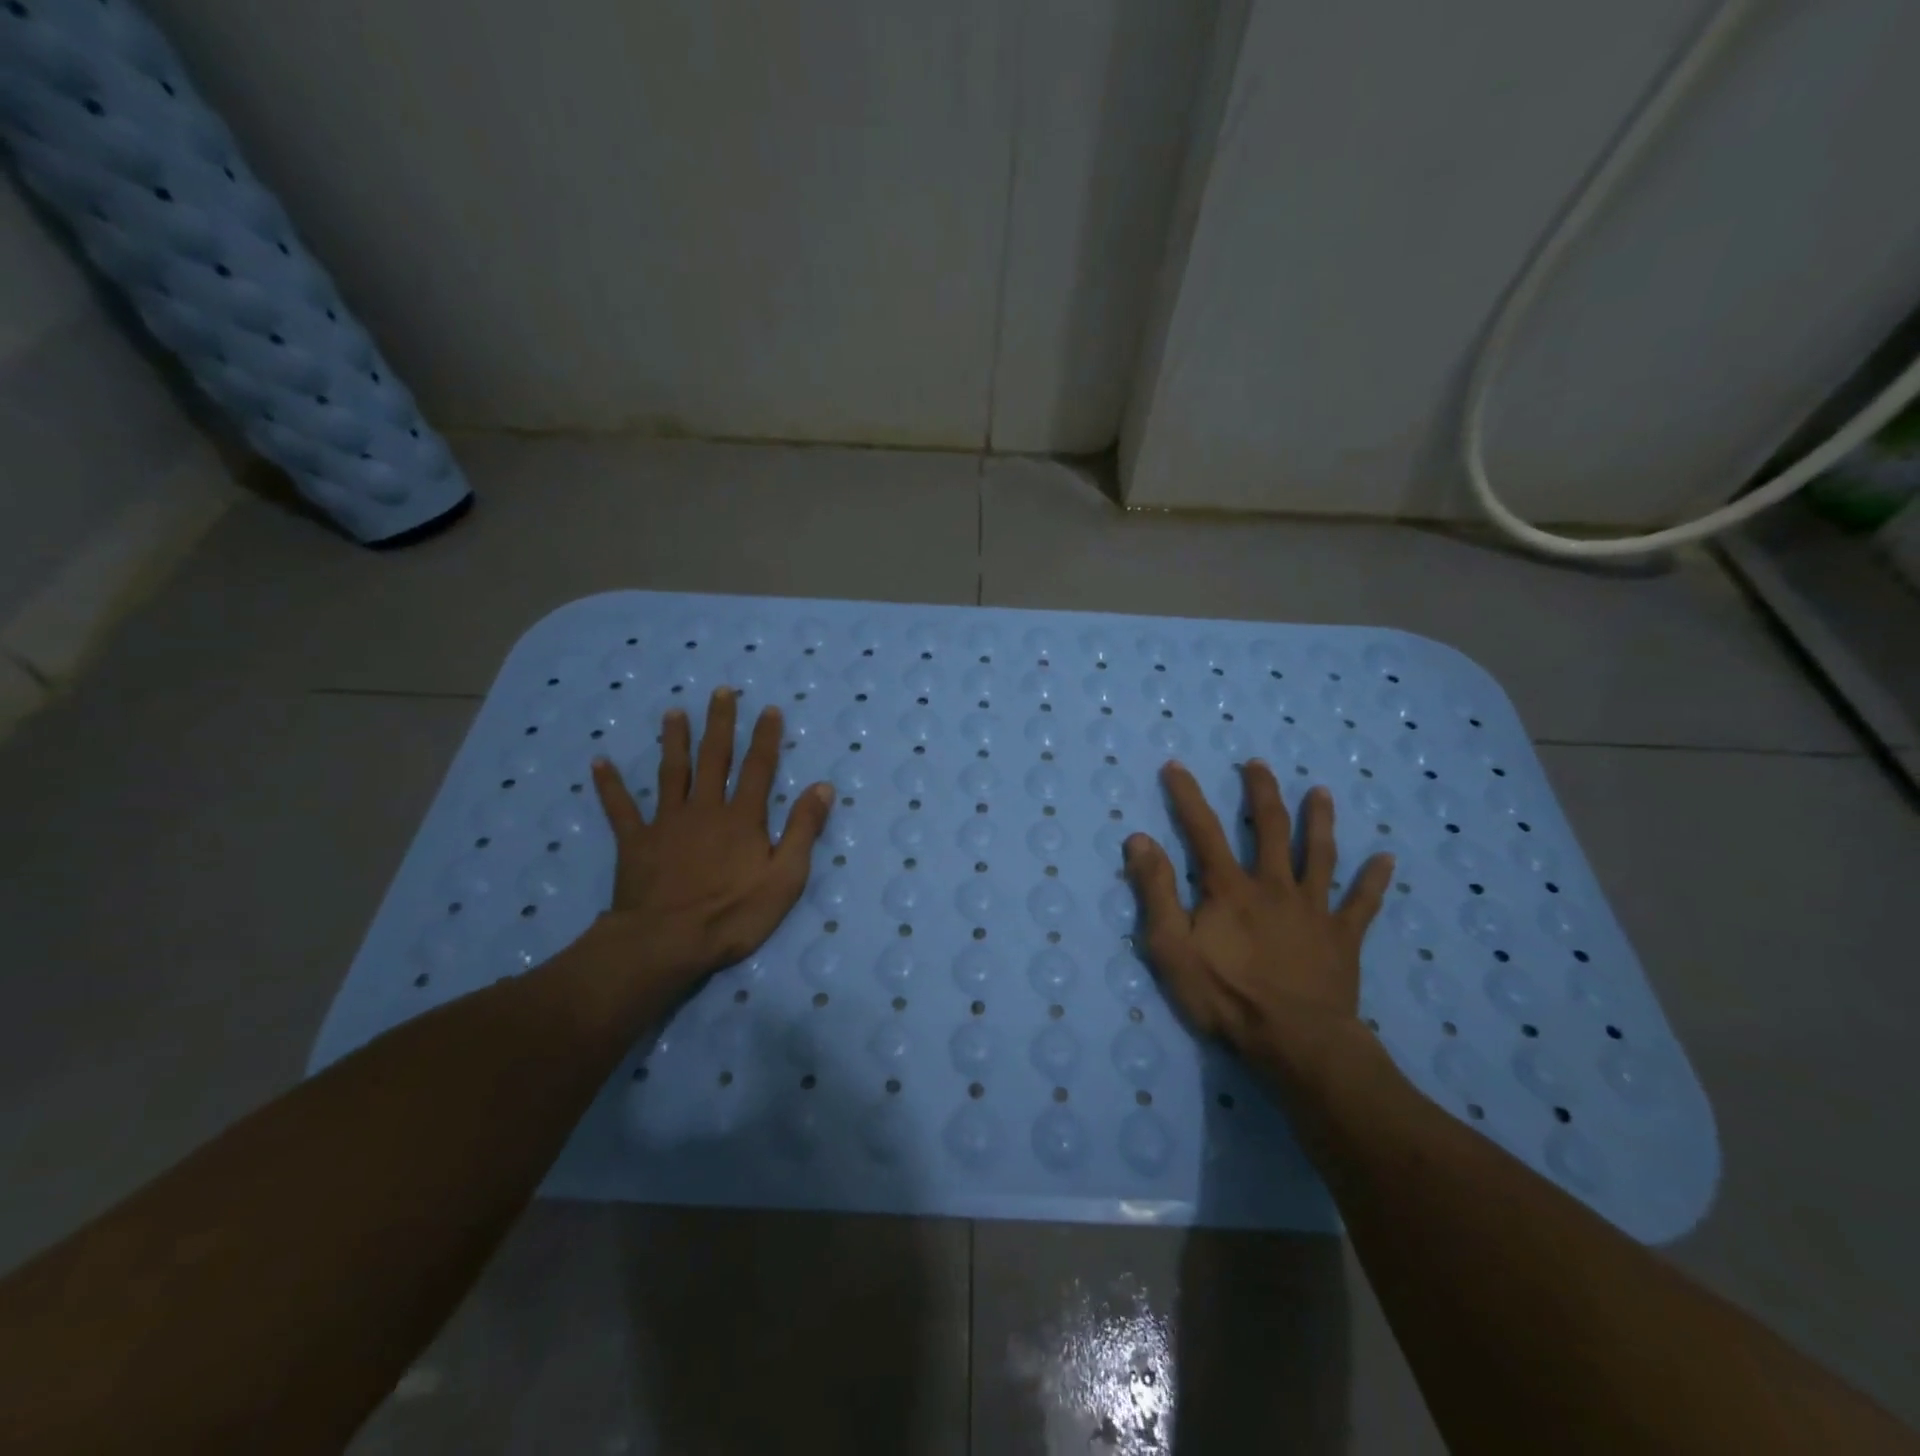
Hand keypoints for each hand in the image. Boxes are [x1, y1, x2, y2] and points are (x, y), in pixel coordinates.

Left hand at [588, 687, 832, 995]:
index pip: (758, 768)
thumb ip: (802, 830)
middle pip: (714, 758)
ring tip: (673, 712)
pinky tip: (599, 762)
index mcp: (742, 818)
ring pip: (671, 772)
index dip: (765, 737)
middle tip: (720, 691)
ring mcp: (667, 823)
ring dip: (673, 740)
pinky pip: (620, 808)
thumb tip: (823, 787)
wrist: (666, 943)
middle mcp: (705, 809)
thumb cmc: (733, 915)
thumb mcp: (785, 878)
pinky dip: (610, 785)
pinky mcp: (636, 842)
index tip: (769, 708)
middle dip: (720, 723)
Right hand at [1124, 760, 1394, 1083]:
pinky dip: (1374, 880)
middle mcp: (1274, 885)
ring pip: (1319, 854)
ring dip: (1319, 820)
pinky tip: (1387, 859)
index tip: (1176, 765)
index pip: (1203, 830)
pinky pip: (1363, 903)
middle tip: (1258, 764)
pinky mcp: (1343, 937)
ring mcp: (1313, 909)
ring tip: (1321, 792)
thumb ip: (1156, 891)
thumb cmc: (1226, 996)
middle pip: (1270, 828)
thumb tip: (1140, 839)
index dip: (1187, 796)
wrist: (1295, 1041)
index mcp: (1230, 888)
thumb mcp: (1172, 947)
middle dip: (1261, 792)